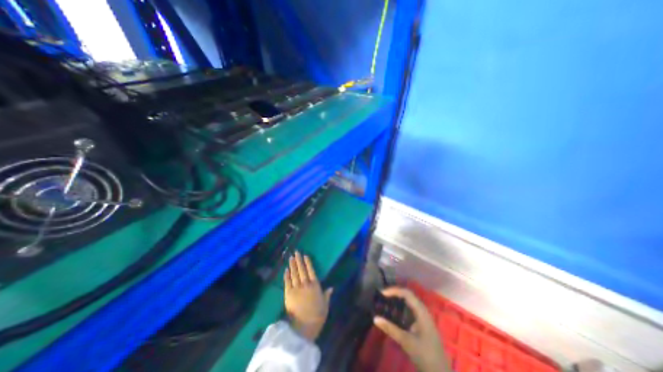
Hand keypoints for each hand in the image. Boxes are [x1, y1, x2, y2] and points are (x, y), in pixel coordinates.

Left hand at [282, 251, 331, 341]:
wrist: (303, 327)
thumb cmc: (317, 316)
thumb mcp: (325, 305)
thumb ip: (327, 295)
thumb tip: (331, 287)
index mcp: (315, 285)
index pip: (311, 270)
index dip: (308, 262)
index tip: (305, 255)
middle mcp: (305, 284)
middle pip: (301, 269)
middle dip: (299, 260)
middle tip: (296, 252)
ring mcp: (296, 288)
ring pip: (294, 273)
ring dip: (292, 265)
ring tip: (291, 257)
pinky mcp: (288, 294)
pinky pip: (287, 282)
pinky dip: (286, 275)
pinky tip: (286, 269)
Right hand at [372, 289, 450, 371]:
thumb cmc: (425, 356)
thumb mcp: (406, 341)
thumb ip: (390, 328)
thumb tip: (375, 318)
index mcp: (421, 312)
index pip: (406, 293)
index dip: (394, 291)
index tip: (382, 293)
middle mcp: (423, 311)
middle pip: (408, 295)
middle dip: (395, 293)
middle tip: (382, 296)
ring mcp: (424, 317)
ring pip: (409, 302)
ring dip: (398, 299)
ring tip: (386, 301)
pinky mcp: (422, 324)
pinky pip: (410, 309)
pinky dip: (401, 307)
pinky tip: (394, 312)